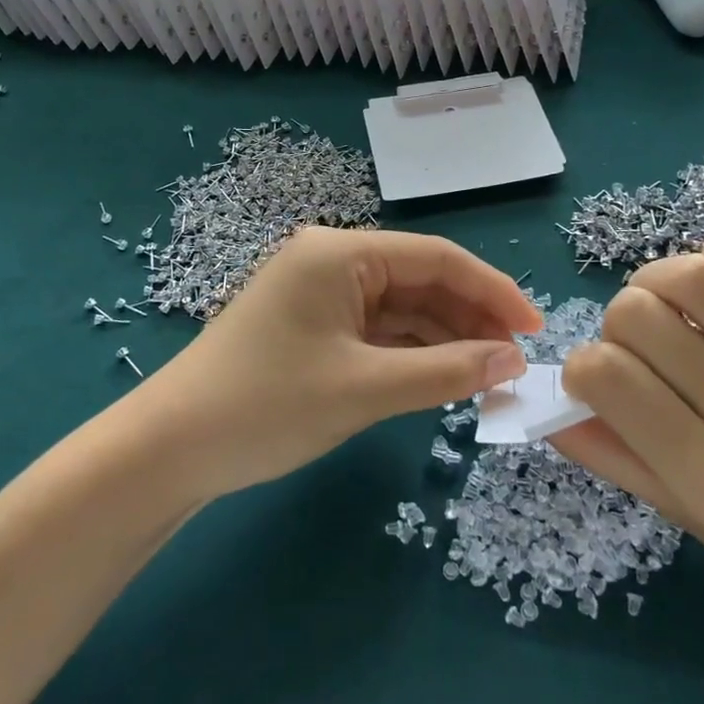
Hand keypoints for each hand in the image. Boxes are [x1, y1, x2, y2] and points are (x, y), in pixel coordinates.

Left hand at [140, 227, 540, 501]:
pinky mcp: (313, 326)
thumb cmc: (267, 406)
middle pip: (421, 281)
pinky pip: (377, 331)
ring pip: (402, 309)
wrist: (168, 451)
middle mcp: (333, 261)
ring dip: (444, 339)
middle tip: (514, 365)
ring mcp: (321, 294)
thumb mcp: (365, 388)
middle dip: (471, 319)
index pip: (438, 258)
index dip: (493, 292)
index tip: (535, 330)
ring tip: (489, 376)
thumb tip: (513, 362)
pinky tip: (443, 378)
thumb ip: (446, 372)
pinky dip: (412, 353)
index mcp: (342, 253)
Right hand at [554, 238, 703, 637]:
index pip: (604, 377)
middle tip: (637, 348)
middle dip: (616, 323)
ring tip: (666, 306)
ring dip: (655, 280)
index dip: (580, 367)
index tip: (596, 380)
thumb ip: (610, 455)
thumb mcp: (683, 514)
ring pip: (693, 278)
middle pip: (638, 316)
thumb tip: (550, 404)